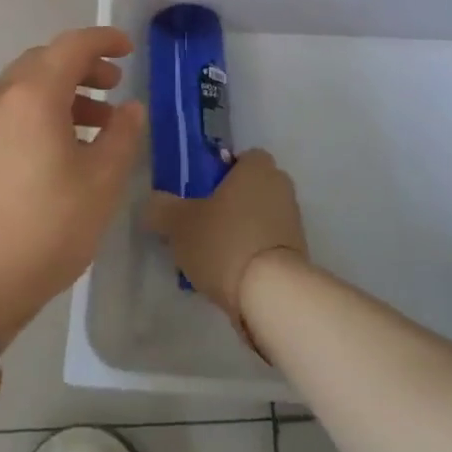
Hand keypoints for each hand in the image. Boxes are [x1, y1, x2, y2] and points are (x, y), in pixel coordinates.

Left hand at [0, 27, 145, 344]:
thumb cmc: (46, 227)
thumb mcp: (101, 183)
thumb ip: (122, 136)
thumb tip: (131, 109)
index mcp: (32, 96)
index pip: (71, 47)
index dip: (103, 41)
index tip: (129, 48)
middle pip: (44, 61)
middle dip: (83, 66)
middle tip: (114, 85)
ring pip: (25, 87)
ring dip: (63, 92)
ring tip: (97, 121)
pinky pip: (10, 111)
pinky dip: (40, 111)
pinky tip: (62, 146)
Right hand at [143, 149, 308, 344]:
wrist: (272, 294)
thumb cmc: (224, 241)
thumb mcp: (178, 223)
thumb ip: (162, 208)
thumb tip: (154, 205)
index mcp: (257, 168)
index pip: (243, 157)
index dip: (222, 172)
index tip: (201, 191)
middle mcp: (280, 187)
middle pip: (250, 188)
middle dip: (230, 203)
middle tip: (201, 223)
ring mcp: (293, 222)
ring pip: (259, 218)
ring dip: (240, 231)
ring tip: (211, 257)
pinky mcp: (297, 254)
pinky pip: (267, 245)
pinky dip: (251, 255)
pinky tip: (229, 276)